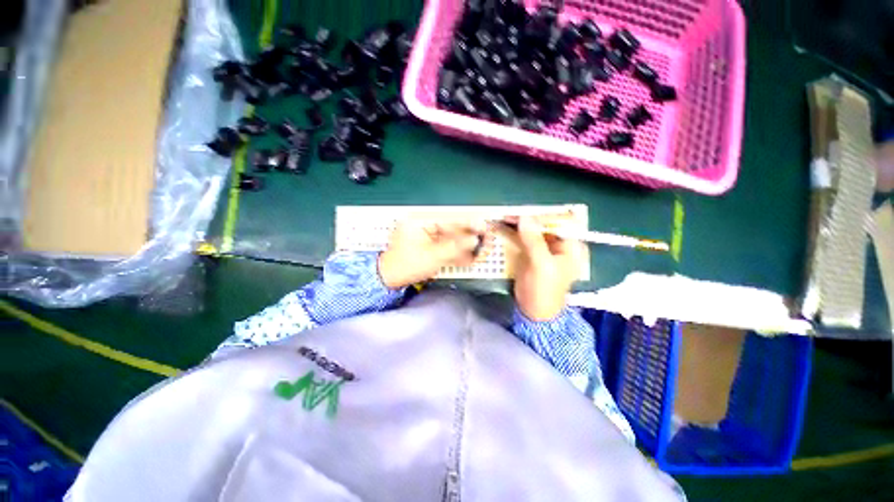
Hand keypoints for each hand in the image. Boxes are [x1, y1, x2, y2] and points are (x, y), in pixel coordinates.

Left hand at [378, 218, 488, 288]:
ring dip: (467, 246)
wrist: (390, 279)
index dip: (468, 223)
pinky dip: (458, 253)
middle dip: (471, 237)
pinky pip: (446, 247)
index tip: (484, 227)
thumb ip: (455, 247)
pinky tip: (471, 257)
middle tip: (487, 241)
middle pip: (453, 229)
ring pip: (452, 239)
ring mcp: (427, 236)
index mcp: (421, 221)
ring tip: (483, 250)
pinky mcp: (429, 246)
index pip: (449, 219)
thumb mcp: (432, 256)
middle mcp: (425, 225)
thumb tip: (474, 240)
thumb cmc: (406, 265)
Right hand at [511, 216, 581, 320]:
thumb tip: (524, 217)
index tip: (521, 212)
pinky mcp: (532, 254)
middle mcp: (559, 244)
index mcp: (570, 246)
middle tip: (507, 215)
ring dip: (518, 225)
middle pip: (543, 225)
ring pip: (531, 231)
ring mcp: (544, 249)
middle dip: (526, 219)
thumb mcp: (541, 265)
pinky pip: (524, 239)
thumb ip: (534, 241)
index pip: (557, 222)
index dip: (540, 216)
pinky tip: (504, 229)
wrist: (534, 312)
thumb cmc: (544, 290)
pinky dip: (514, 234)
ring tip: (503, 219)